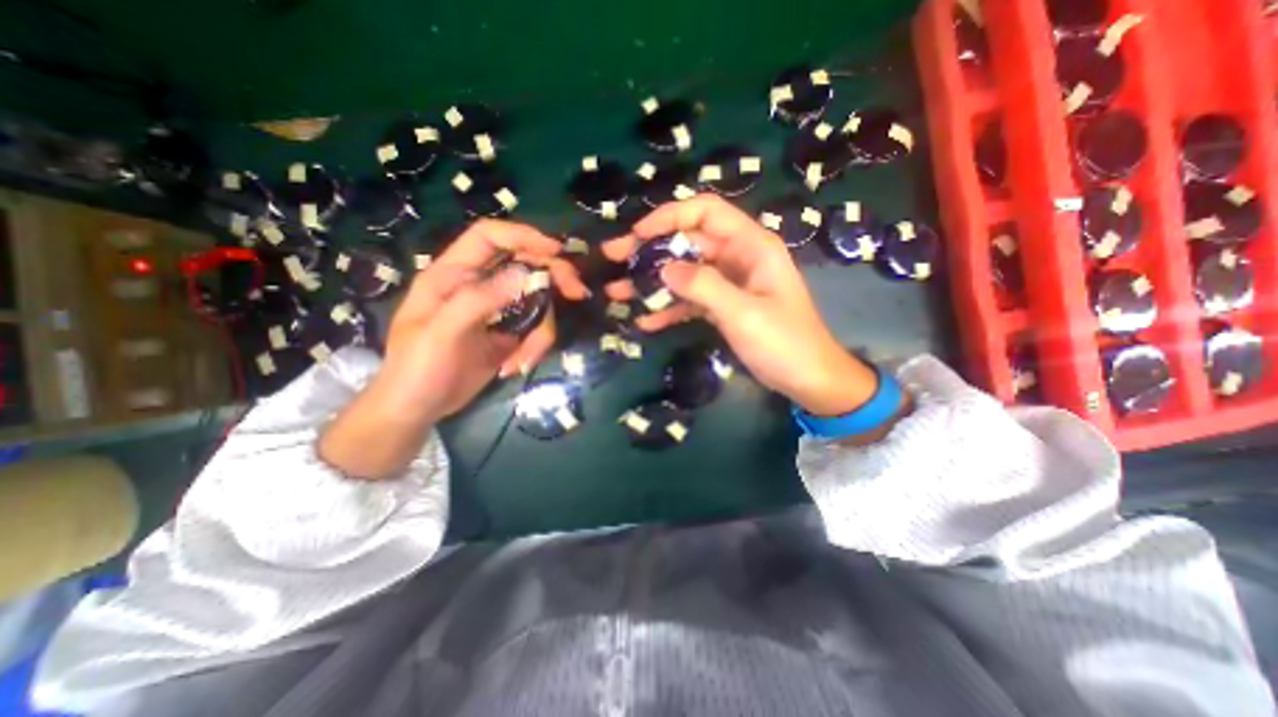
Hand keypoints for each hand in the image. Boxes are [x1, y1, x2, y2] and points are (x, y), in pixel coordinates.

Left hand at [325, 217, 592, 476]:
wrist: (419, 408)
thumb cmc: (417, 368)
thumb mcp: (442, 332)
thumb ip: (479, 300)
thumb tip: (526, 274)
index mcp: (453, 274)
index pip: (489, 237)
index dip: (523, 236)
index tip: (556, 251)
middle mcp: (479, 285)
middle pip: (525, 265)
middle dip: (553, 278)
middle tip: (577, 293)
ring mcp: (497, 310)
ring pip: (538, 303)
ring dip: (540, 332)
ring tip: (522, 361)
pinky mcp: (510, 333)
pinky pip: (537, 329)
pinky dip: (535, 347)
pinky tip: (515, 367)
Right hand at [603, 197, 880, 417]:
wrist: (808, 379)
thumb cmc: (784, 343)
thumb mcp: (743, 313)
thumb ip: (703, 286)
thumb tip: (662, 268)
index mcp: (750, 245)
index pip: (705, 211)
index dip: (669, 217)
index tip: (638, 235)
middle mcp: (737, 257)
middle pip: (687, 242)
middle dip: (649, 250)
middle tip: (613, 259)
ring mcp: (728, 283)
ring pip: (683, 272)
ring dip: (651, 282)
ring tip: (617, 292)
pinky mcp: (723, 306)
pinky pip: (690, 300)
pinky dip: (668, 308)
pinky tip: (644, 321)